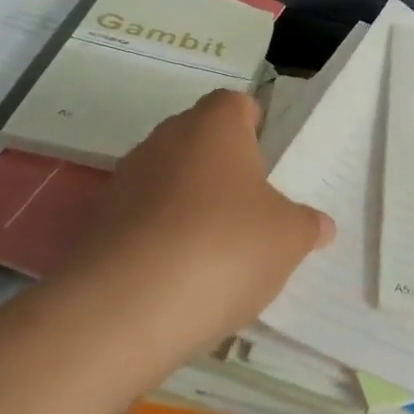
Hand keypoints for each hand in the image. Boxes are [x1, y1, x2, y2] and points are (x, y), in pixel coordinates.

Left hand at [54, 89, 333, 372]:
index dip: (254, 125)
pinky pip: (140, 222)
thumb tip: (317, 224)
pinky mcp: (96, 227)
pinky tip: (179, 279)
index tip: (268, 159)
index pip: (235, 104)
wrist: (123, 309)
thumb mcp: (289, 239)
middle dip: (223, 169)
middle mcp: (164, 140)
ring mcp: (123, 182)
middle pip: (199, 141)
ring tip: (216, 251)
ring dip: (189, 205)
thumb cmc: (224, 248)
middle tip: (251, 208)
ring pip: (167, 182)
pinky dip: (159, 240)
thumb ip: (306, 224)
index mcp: (214, 127)